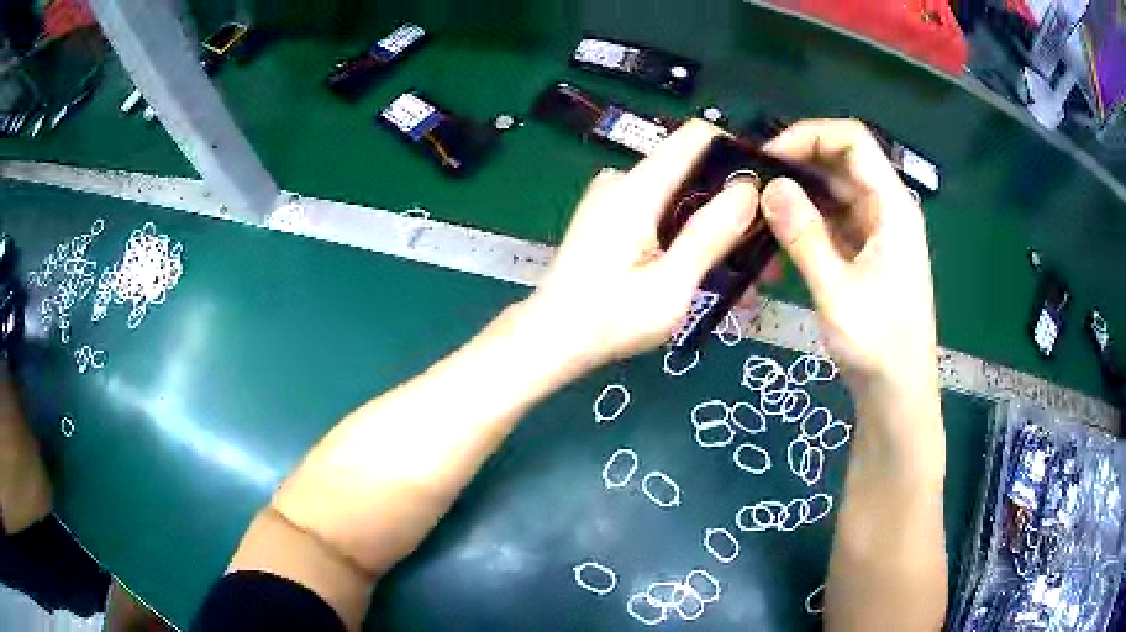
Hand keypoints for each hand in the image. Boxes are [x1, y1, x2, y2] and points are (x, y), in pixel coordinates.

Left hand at [522, 120, 760, 371]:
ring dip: (714, 230)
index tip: (767, 188)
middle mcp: (624, 182)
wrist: (551, 340)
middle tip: (762, 254)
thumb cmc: (609, 320)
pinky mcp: (611, 218)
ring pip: (681, 197)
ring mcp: (614, 200)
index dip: (736, 152)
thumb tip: (748, 189)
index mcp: (637, 188)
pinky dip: (688, 238)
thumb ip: (709, 234)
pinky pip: (661, 214)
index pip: (695, 137)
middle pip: (693, 171)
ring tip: (742, 278)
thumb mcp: (671, 285)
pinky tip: (707, 275)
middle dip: (732, 207)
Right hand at [761, 119, 938, 403]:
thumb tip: (770, 187)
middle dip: (796, 167)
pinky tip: (777, 243)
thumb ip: (804, 236)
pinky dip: (805, 226)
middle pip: (840, 163)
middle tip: (752, 185)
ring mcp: (876, 232)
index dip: (809, 136)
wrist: (897, 393)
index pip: (852, 141)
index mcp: (892, 207)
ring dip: (797, 200)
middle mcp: (886, 210)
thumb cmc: (877, 345)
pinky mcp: (865, 253)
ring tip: (757, 215)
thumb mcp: (837, 291)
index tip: (768, 157)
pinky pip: (832, 223)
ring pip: (833, 194)